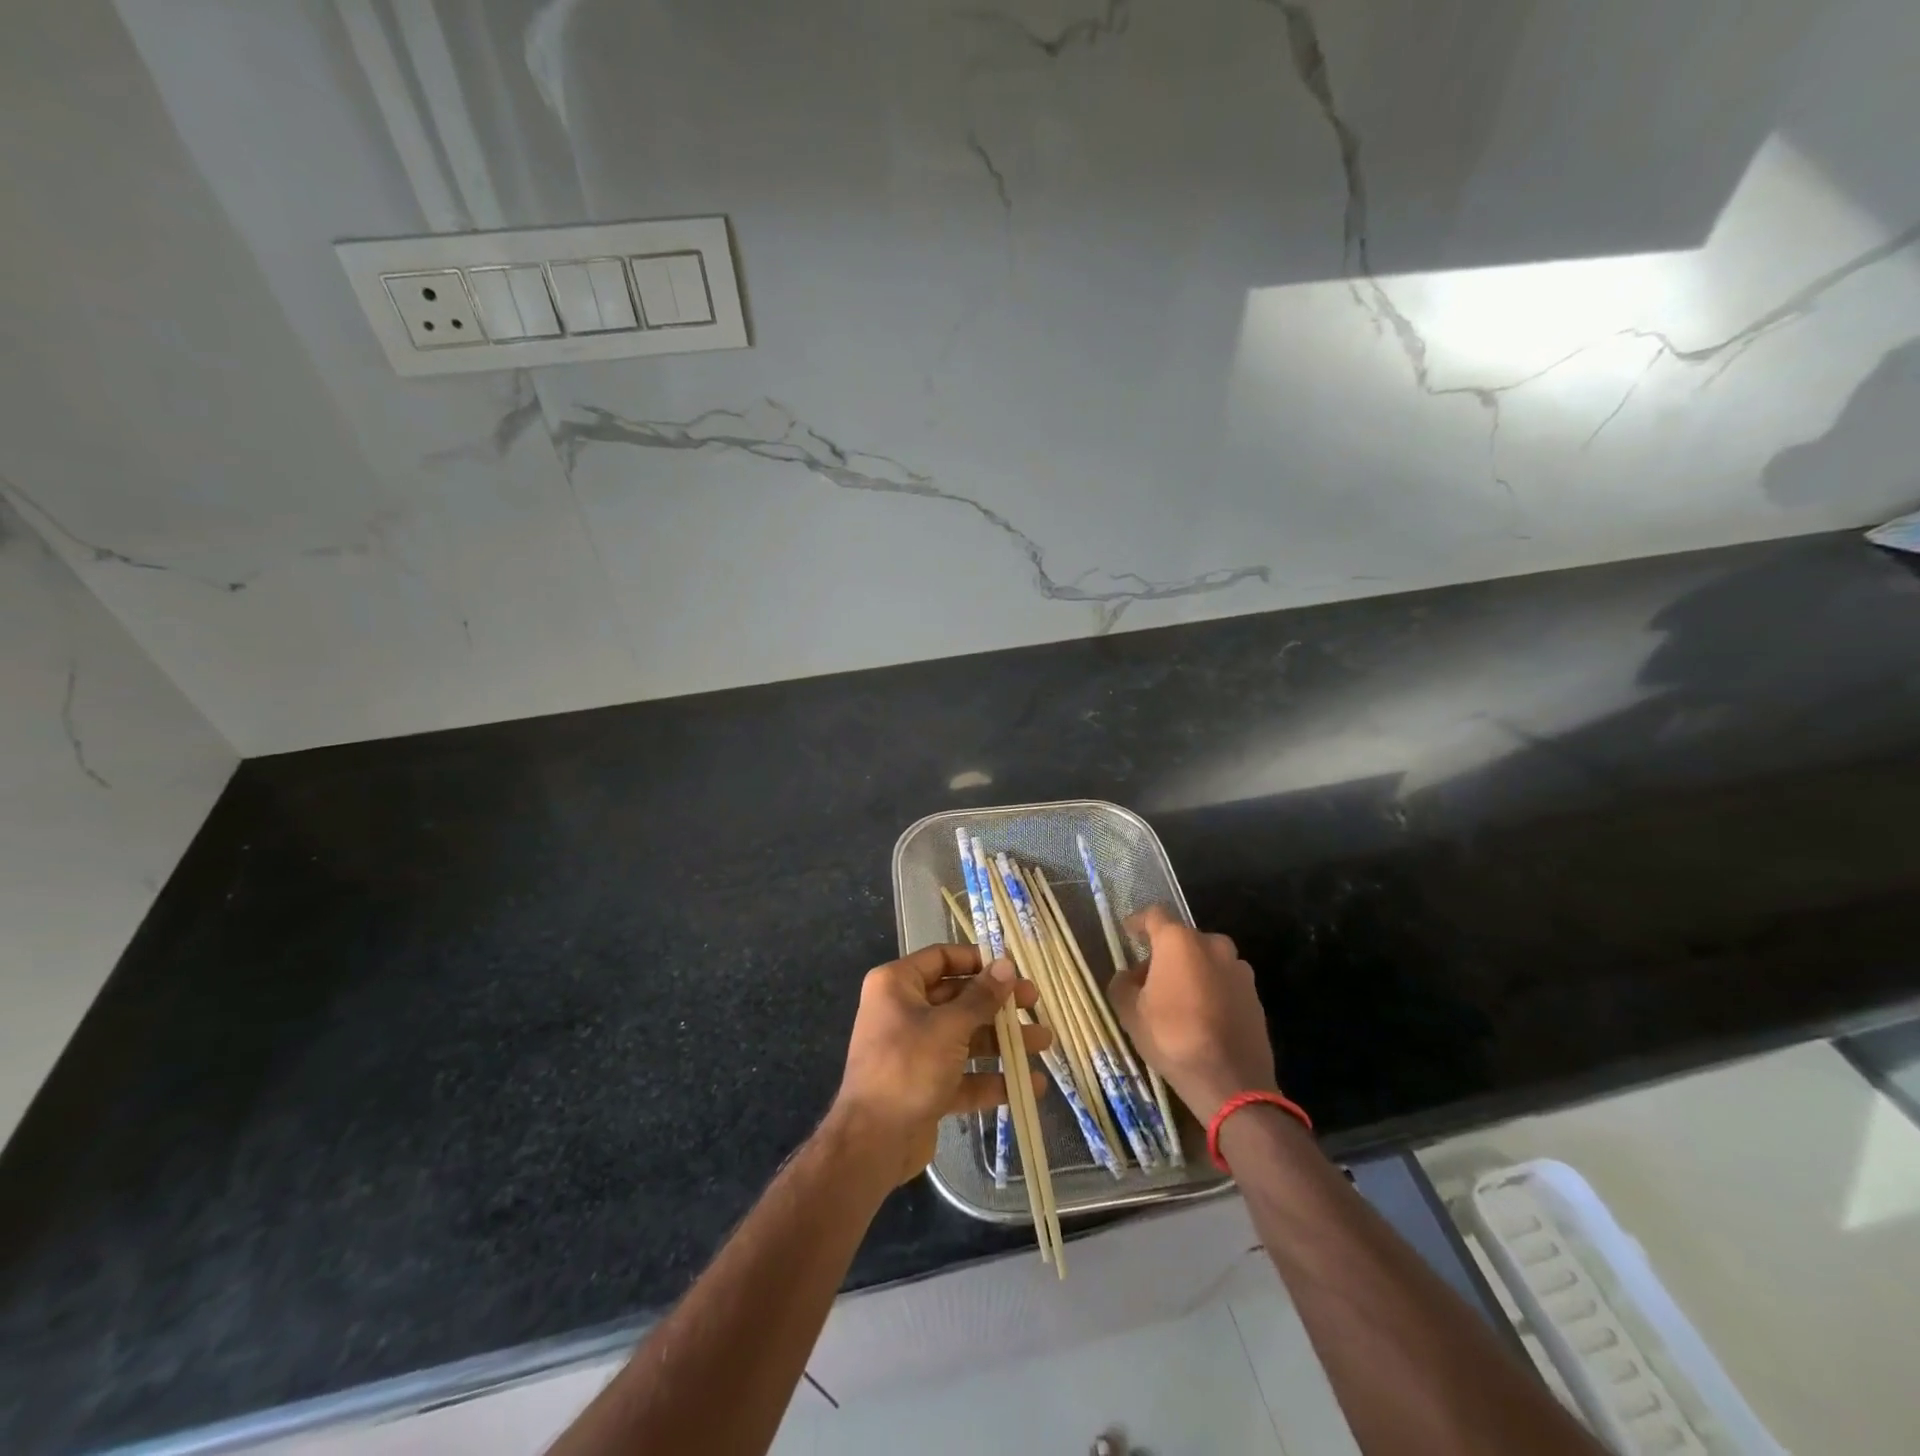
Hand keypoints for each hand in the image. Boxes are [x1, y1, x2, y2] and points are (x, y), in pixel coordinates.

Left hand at [829, 943, 1051, 1187]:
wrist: (872, 1142)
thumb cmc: (908, 1066)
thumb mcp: (949, 1027)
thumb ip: (981, 997)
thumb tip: (1007, 965)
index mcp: (897, 985)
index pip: (941, 958)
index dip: (977, 960)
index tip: (1011, 967)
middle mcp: (904, 1011)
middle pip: (958, 998)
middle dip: (998, 1003)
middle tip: (1034, 1002)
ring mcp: (915, 1050)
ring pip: (965, 1037)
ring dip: (1003, 1041)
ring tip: (1044, 1042)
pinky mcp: (926, 1086)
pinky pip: (963, 1074)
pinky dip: (992, 1079)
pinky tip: (1029, 1085)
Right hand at [1108, 906, 1276, 1124]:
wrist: (1231, 1082)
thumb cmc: (1173, 1038)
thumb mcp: (1130, 1013)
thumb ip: (1121, 985)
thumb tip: (1127, 977)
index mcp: (1179, 941)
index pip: (1154, 915)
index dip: (1138, 922)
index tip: (1128, 933)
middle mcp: (1213, 945)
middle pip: (1182, 939)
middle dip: (1164, 953)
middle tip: (1148, 978)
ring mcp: (1238, 969)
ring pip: (1206, 960)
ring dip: (1190, 970)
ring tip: (1176, 999)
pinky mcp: (1254, 995)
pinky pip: (1224, 981)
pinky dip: (1210, 989)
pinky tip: (1201, 1016)